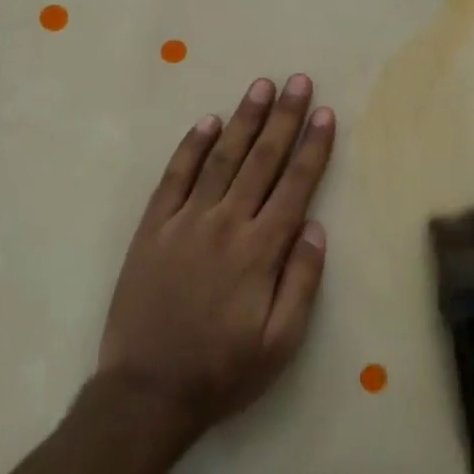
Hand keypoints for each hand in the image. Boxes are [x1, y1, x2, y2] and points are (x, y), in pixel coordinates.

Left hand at [97, 75, 335, 438]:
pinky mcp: (152, 229)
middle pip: (261, 161)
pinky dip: (191, 147)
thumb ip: (302, 281)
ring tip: (261, 87)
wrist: (147, 392)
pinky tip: (206, 123)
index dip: (313, 147)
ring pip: (220, 159)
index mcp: (260, 251)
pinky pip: (174, 178)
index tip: (325, 113)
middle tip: (298, 81)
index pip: (295, 186)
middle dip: (284, 118)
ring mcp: (184, 223)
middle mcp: (224, 225)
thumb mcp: (281, 342)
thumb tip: (315, 227)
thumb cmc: (223, 371)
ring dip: (243, 120)